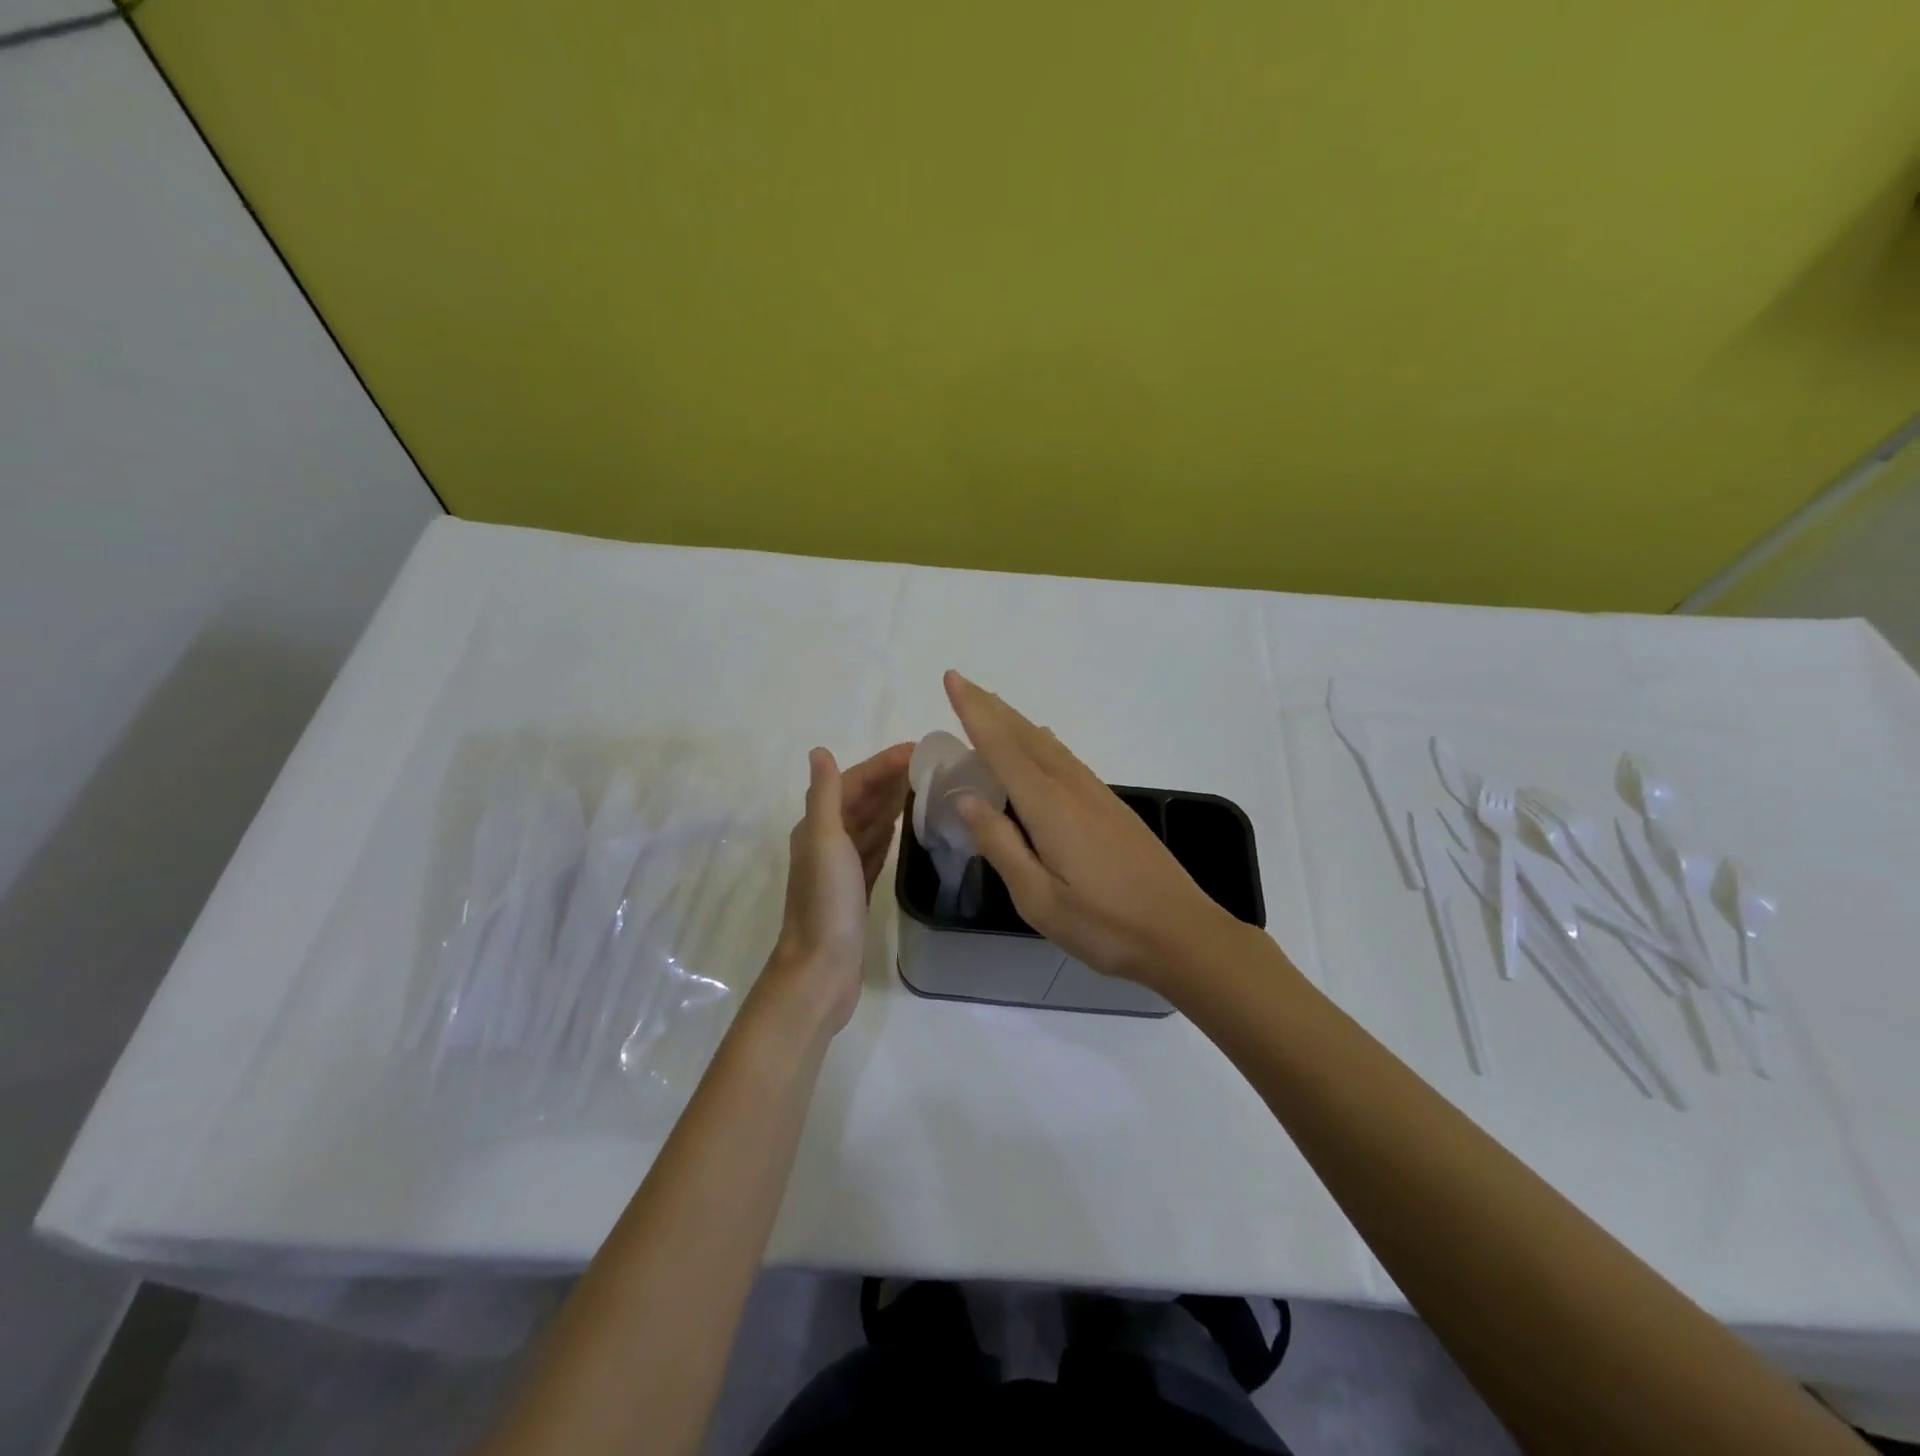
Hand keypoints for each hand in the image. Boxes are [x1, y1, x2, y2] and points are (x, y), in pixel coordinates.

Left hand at [765, 742, 912, 1033]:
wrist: (821, 970)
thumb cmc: (826, 903)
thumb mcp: (825, 842)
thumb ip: (826, 796)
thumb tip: (820, 751)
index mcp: (817, 827)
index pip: (853, 783)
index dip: (882, 765)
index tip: (917, 751)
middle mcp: (827, 842)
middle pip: (862, 800)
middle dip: (890, 779)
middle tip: (931, 765)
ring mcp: (842, 867)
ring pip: (870, 823)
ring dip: (892, 802)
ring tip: (925, 787)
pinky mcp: (857, 889)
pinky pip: (876, 849)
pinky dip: (889, 833)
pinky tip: (905, 826)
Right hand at [945, 671, 1235, 988]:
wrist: (1182, 933)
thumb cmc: (1105, 924)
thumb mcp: (1038, 899)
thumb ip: (1001, 845)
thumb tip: (966, 799)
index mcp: (1048, 806)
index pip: (1001, 747)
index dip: (974, 711)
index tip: (952, 679)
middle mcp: (1071, 788)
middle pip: (1025, 735)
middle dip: (990, 707)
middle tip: (963, 683)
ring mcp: (1096, 795)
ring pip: (1047, 744)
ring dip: (1015, 721)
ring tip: (991, 707)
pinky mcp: (1111, 807)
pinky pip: (1065, 758)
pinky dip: (1041, 742)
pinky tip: (1042, 744)